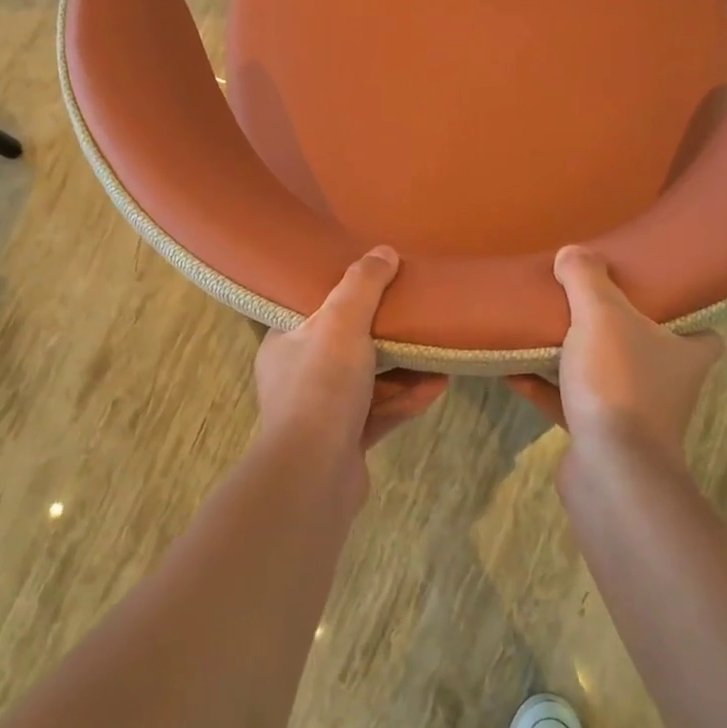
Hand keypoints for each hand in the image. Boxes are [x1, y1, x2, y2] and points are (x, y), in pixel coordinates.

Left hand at [254, 247, 446, 468]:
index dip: (345, 295)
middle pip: (348, 347)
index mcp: (286, 344)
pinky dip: (406, 400)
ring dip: (404, 371)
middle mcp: (300, 377)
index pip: (314, 310)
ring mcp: (323, 413)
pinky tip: (437, 388)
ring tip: (440, 354)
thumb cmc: (320, 387)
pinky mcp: (345, 442)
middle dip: (387, 336)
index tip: (378, 282)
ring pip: (369, 383)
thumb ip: (362, 285)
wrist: (313, 475)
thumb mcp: (341, 323)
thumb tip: (383, 252)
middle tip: (418, 318)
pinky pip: (380, 413)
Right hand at [508, 245, 722, 462]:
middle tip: (586, 303)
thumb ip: (586, 280)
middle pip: (645, 349)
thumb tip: (572, 252)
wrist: (610, 469)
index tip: (650, 291)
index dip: (682, 310)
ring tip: (540, 331)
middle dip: (616, 331)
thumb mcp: (601, 316)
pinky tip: (513, 372)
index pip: (703, 329)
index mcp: (686, 353)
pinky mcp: (602, 439)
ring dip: (574, 359)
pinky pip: (571, 404)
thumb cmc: (619, 383)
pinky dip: (545, 389)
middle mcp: (668, 385)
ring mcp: (634, 416)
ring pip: (604, 377)